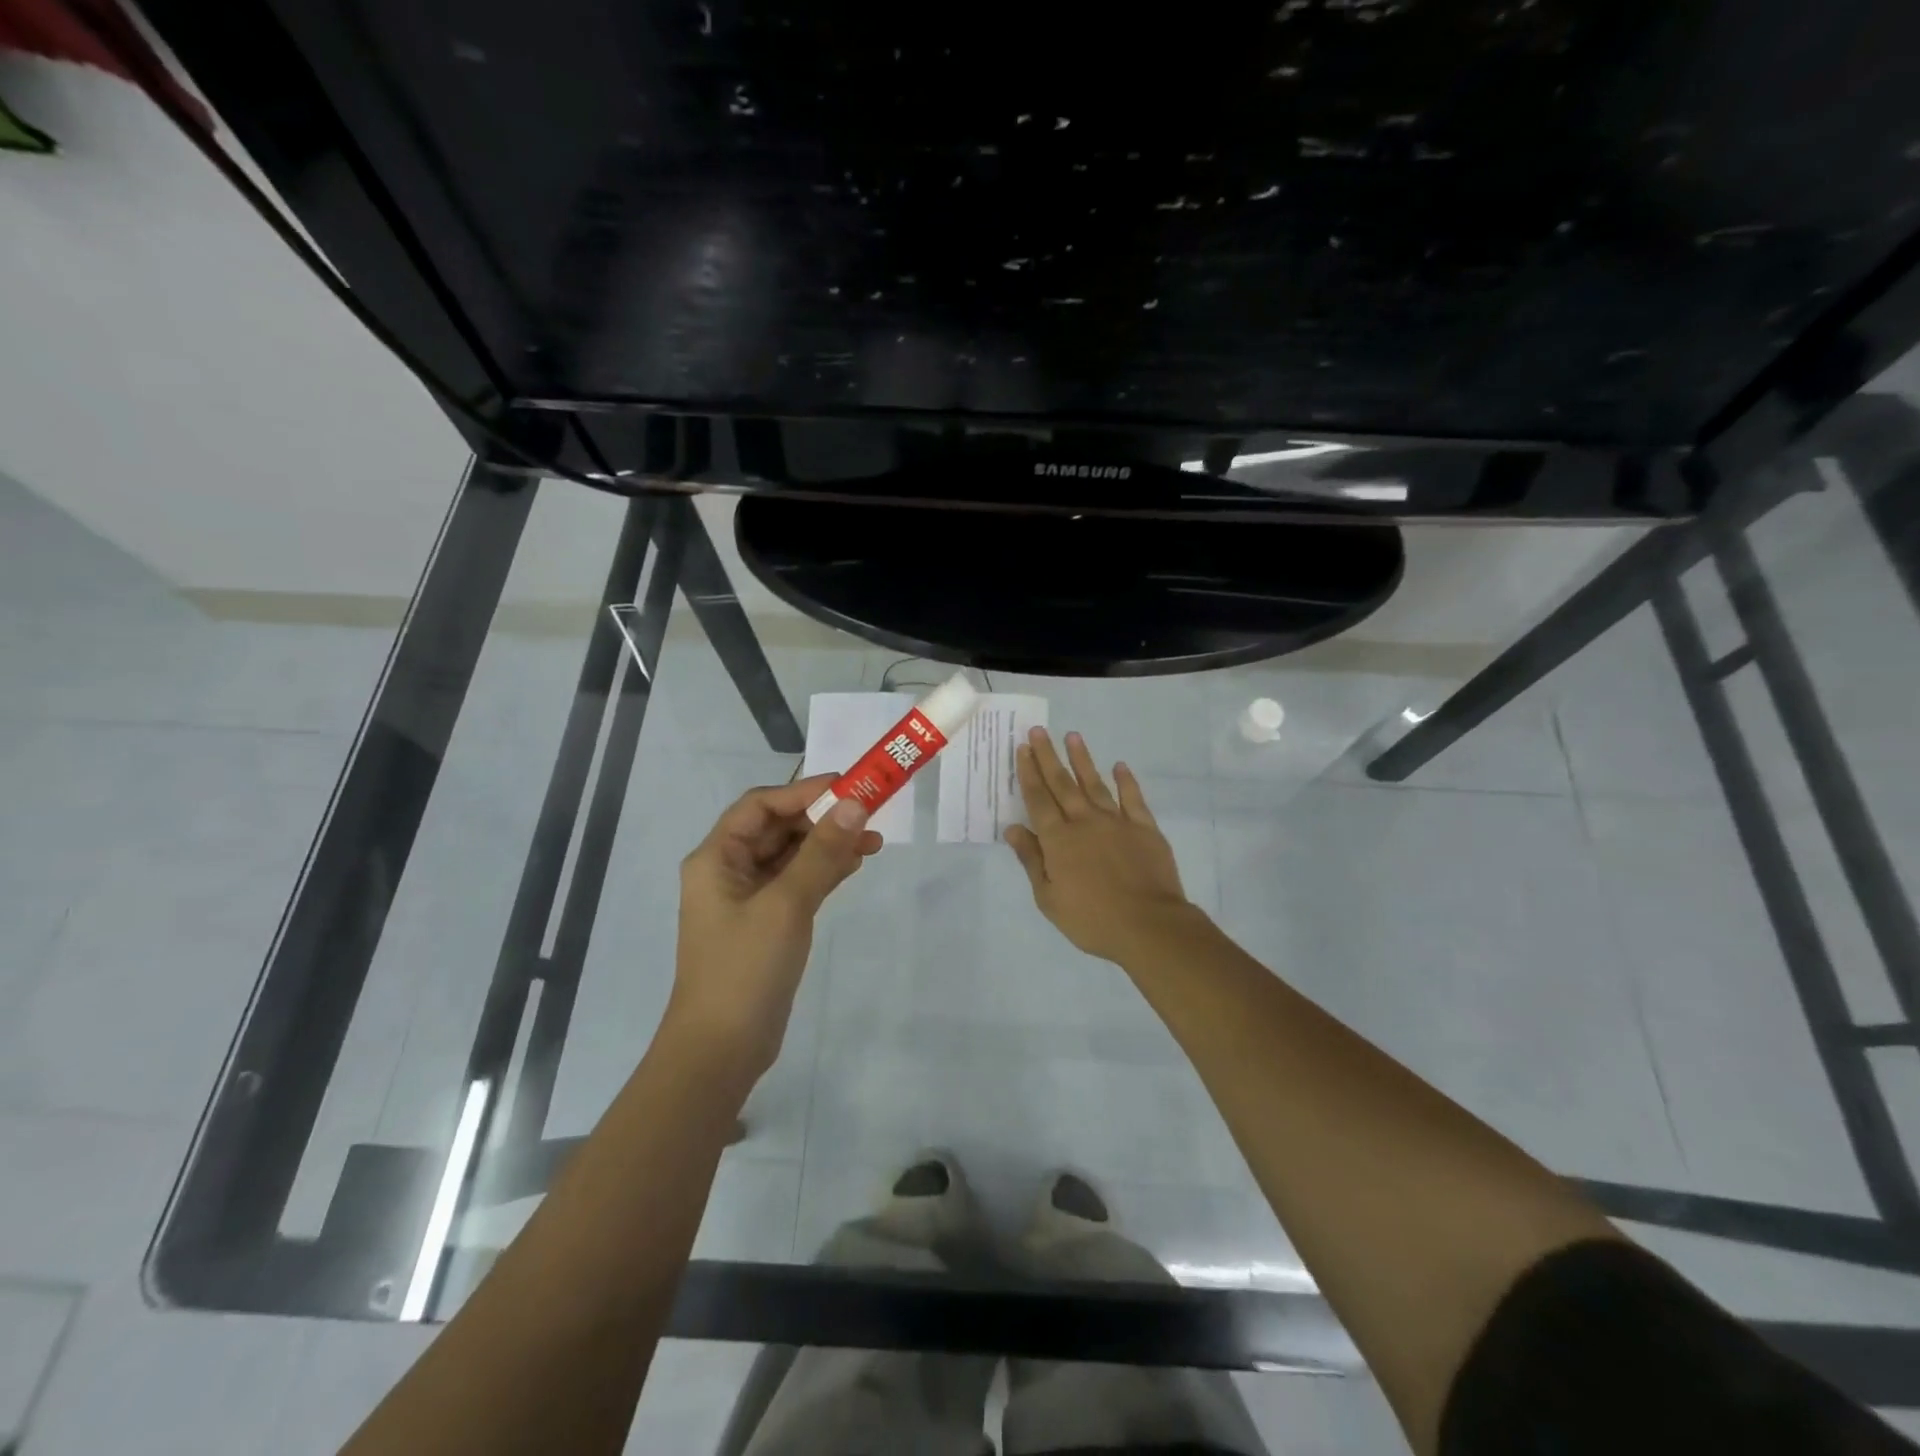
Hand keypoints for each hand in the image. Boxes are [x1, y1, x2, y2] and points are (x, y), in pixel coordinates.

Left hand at [670, 774, 880, 1082]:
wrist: (722, 1049)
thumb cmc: (745, 968)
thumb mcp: (786, 904)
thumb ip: (821, 852)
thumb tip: (855, 804)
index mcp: (716, 858)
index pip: (760, 806)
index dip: (803, 792)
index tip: (849, 787)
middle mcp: (728, 871)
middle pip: (777, 828)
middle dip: (821, 819)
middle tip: (868, 814)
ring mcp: (748, 899)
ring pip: (791, 856)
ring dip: (828, 845)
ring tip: (872, 841)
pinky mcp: (767, 923)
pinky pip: (797, 883)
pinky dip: (824, 871)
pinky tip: (854, 865)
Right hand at [1005, 728, 1197, 963]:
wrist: (1148, 925)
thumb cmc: (1091, 919)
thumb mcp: (1049, 898)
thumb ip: (1031, 860)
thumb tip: (1014, 828)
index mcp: (1059, 839)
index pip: (1038, 799)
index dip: (1029, 773)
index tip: (1022, 749)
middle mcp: (1085, 822)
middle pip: (1062, 784)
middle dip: (1048, 756)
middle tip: (1039, 732)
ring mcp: (1117, 822)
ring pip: (1095, 784)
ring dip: (1082, 760)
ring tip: (1073, 736)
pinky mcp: (1145, 828)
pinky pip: (1133, 798)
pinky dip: (1126, 780)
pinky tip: (1119, 766)